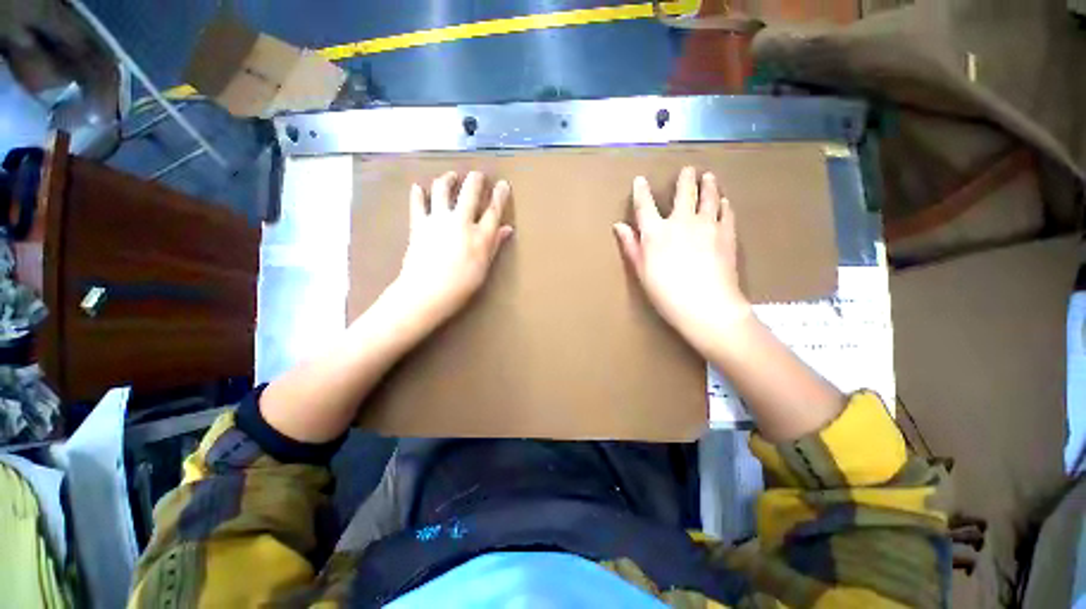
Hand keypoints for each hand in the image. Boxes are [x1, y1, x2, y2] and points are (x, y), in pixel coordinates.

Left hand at [387, 170, 512, 330]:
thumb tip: (506, 229)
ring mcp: (438, 220)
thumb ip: (494, 246)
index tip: (502, 184)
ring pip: (443, 189)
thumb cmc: (458, 288)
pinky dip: (417, 195)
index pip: (494, 208)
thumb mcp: (482, 269)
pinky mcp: (419, 225)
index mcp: (481, 235)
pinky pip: (418, 205)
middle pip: (470, 191)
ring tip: (450, 177)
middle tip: (477, 175)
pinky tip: (417, 187)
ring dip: (448, 179)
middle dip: (476, 179)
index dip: (500, 194)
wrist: (425, 293)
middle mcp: (461, 222)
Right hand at [613, 166, 751, 349]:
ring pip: (708, 198)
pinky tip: (725, 203)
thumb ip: (632, 248)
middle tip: (689, 169)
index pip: (645, 205)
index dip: (641, 191)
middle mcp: (681, 221)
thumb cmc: (670, 297)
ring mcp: (707, 225)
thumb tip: (620, 226)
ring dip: (708, 185)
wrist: (708, 307)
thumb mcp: (643, 275)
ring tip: (709, 177)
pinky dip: (725, 207)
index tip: (641, 180)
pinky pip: (726, 214)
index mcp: (656, 232)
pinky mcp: (727, 235)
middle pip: (683, 193)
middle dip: (685, 179)